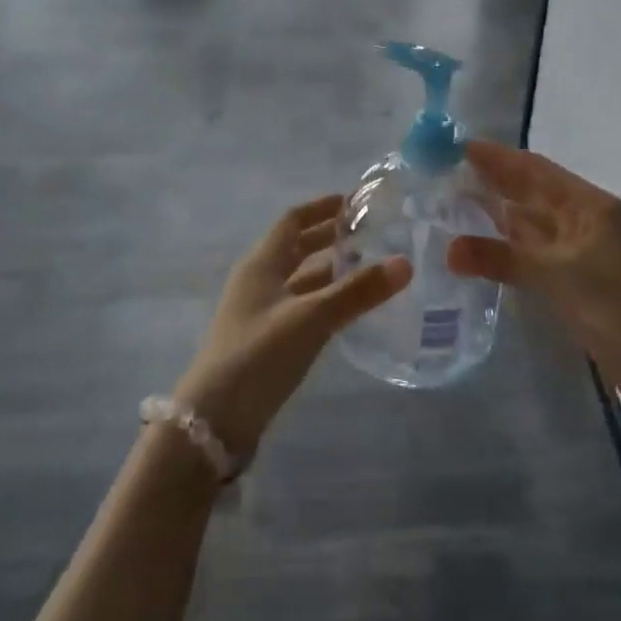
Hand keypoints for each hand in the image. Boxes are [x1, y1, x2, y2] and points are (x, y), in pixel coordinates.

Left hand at [174, 194, 411, 459]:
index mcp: (261, 263)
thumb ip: (357, 292)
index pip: (292, 220)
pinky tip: (348, 310)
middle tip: (369, 233)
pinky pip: (300, 306)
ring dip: (328, 270)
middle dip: (328, 237)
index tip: (354, 201)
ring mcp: (260, 312)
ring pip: (299, 279)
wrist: (215, 419)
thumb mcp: (311, 318)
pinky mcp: (266, 341)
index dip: (321, 207)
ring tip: (368, 267)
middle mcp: (258, 281)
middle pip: (295, 248)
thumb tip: (405, 262)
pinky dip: (324, 299)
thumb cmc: (260, 354)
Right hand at [447, 142, 620, 441]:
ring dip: (496, 217)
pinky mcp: (579, 287)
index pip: (534, 170)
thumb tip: (448, 248)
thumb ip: (503, 258)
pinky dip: (507, 253)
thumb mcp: (561, 277)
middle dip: (490, 183)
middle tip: (440, 175)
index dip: (495, 157)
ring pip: (531, 228)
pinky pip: (535, 259)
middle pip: (531, 195)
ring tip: (449, 207)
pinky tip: (480, 252)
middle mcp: (584, 223)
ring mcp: (583, 256)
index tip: (453, 146)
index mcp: (588, 206)